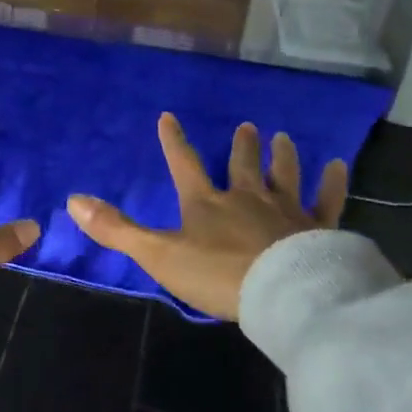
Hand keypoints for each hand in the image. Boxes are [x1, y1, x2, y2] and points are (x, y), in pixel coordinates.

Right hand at [66, 114, 347, 320]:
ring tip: (283, 137)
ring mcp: (285, 211)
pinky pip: (327, 201)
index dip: (175, 141)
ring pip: (283, 176)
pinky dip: (332, 183)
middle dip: (242, 146)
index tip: (169, 117)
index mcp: (205, 203)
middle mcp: (245, 198)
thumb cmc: (216, 274)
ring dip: (281, 156)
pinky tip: (339, 166)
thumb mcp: (158, 254)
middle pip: (242, 165)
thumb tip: (72, 200)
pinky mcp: (318, 228)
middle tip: (248, 126)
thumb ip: (117, 228)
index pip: (185, 164)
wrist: (281, 294)